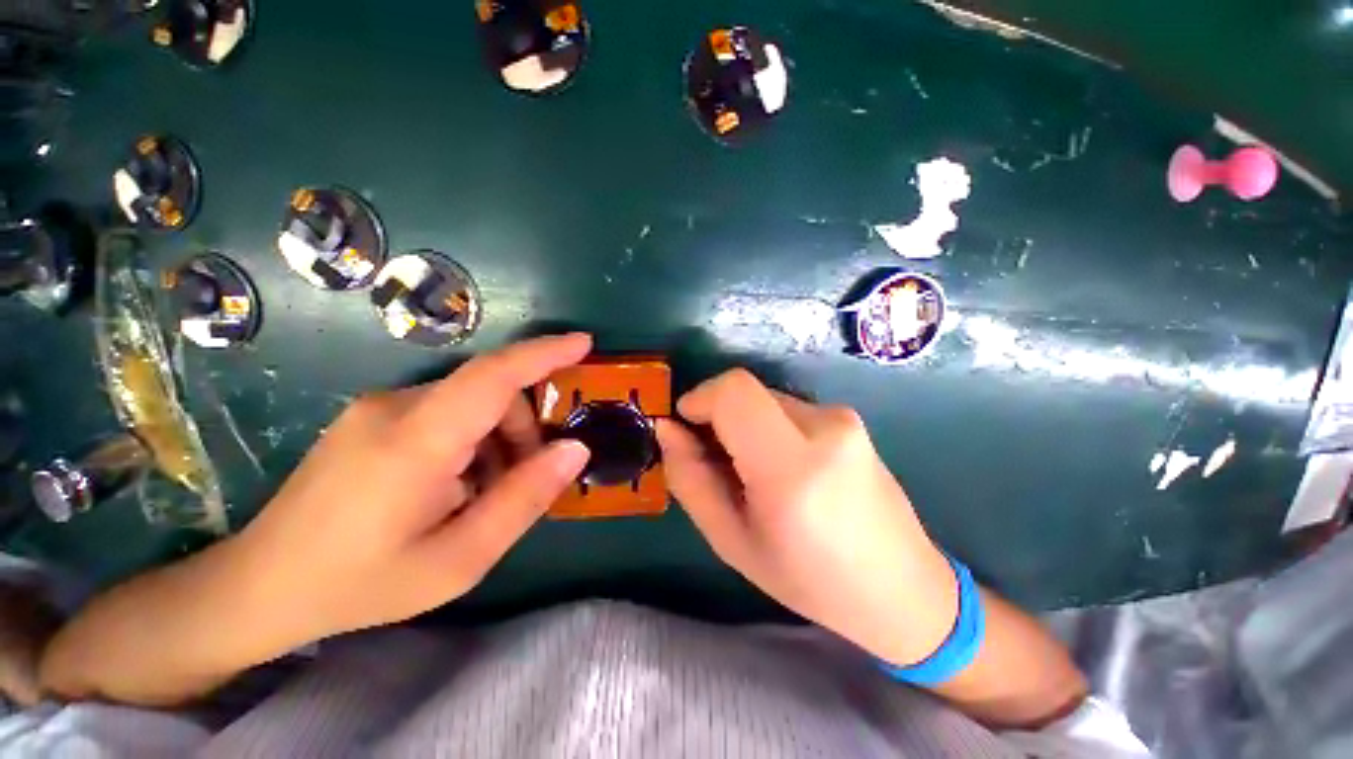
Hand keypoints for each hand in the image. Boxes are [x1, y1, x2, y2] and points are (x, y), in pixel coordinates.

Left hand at [233, 333, 592, 646]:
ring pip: (470, 402)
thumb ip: (524, 499)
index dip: (544, 353)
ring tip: (482, 494)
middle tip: (523, 483)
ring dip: (497, 438)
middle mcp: (394, 406)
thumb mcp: (459, 559)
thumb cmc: (361, 583)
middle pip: (490, 393)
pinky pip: (445, 411)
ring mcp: (377, 408)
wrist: (260, 587)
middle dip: (523, 430)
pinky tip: (454, 484)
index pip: (492, 376)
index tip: (585, 343)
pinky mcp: (371, 416)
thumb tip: (576, 448)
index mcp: (415, 440)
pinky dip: (472, 439)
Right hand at [656, 369, 959, 666]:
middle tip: (715, 461)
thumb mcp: (732, 541)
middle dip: (716, 416)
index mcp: (792, 467)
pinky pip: (787, 408)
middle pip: (745, 391)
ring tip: (754, 472)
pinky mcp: (849, 418)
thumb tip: (667, 428)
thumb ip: (690, 479)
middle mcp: (824, 428)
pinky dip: (767, 426)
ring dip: (743, 424)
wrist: (904, 588)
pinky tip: (782, 467)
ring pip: (764, 399)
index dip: (699, 398)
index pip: (733, 392)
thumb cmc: (810, 580)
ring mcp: (843, 419)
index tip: (684, 426)